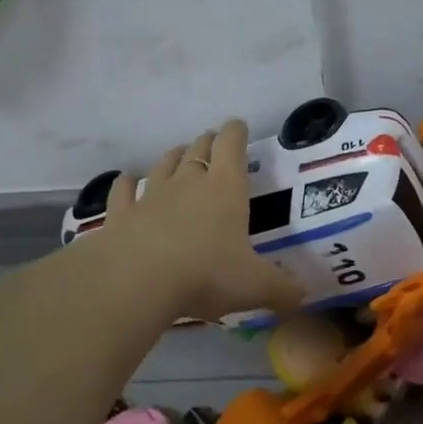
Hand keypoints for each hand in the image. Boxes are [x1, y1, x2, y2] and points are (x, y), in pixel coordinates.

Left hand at [101, 120, 304, 322]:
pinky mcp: (121, 214)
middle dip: (207, 143)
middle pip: (198, 150)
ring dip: (172, 157)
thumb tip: (302, 297)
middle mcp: (188, 183)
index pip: (232, 145)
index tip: (238, 126)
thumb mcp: (256, 286)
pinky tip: (126, 182)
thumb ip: (282, 289)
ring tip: (178, 155)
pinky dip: (126, 184)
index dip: (236, 132)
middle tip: (212, 142)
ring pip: (163, 165)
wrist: (138, 281)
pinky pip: (123, 191)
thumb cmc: (207, 274)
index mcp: (226, 188)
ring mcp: (151, 196)